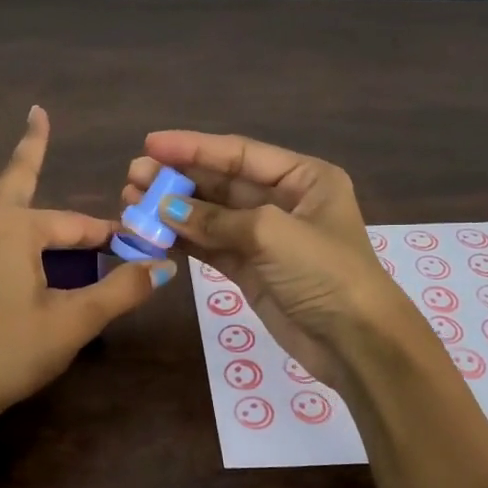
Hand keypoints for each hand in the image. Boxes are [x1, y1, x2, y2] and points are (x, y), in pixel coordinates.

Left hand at [0, 106, 171, 414]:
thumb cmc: (14, 351)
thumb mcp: (75, 321)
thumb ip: (120, 291)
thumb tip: (162, 268)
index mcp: (20, 232)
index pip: (76, 227)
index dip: (106, 236)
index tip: (135, 247)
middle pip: (13, 178)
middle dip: (30, 147)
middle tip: (37, 112)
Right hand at [127, 130, 487, 487]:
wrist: (355, 343)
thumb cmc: (324, 274)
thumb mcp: (271, 234)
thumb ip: (215, 219)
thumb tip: (165, 208)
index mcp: (303, 178)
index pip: (239, 154)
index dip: (193, 147)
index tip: (150, 144)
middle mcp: (284, 202)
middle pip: (221, 183)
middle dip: (178, 180)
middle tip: (133, 178)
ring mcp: (265, 238)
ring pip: (211, 217)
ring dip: (174, 211)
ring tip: (132, 204)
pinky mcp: (251, 270)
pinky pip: (211, 247)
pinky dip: (183, 241)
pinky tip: (153, 234)